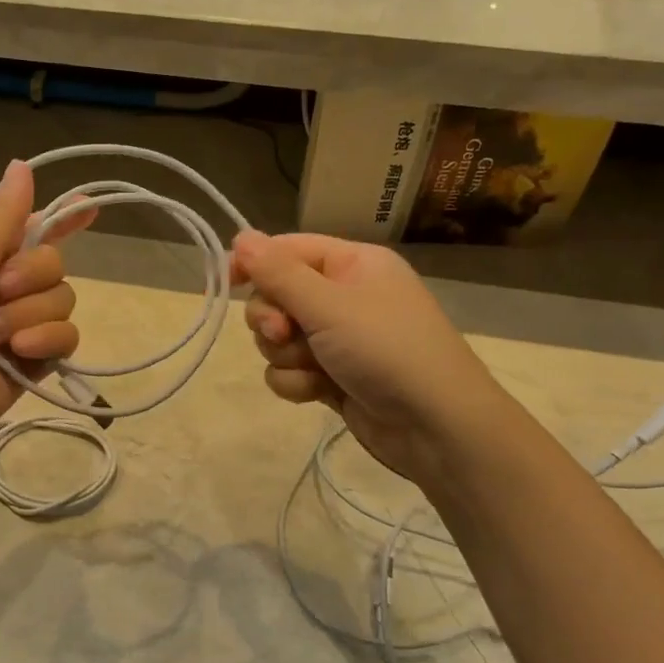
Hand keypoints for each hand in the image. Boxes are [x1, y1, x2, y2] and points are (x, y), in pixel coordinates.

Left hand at [0, 161, 85, 464]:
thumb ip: (0, 219)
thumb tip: (21, 164)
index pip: (28, 229)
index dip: (60, 219)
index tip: (90, 206)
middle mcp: (3, 289)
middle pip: (53, 264)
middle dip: (31, 275)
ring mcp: (21, 327)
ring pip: (63, 300)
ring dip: (30, 313)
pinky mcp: (34, 363)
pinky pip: (67, 338)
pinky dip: (46, 341)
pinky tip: (19, 354)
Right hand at [231, 231, 495, 482]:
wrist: (434, 426)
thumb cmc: (387, 351)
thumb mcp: (329, 305)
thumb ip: (279, 273)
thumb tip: (240, 236)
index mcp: (352, 265)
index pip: (290, 249)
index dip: (256, 262)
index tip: (229, 280)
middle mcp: (344, 296)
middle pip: (277, 296)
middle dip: (273, 319)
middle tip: (285, 333)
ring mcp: (337, 339)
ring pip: (278, 337)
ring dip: (287, 355)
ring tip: (314, 368)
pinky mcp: (331, 376)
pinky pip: (289, 370)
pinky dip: (297, 382)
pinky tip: (319, 392)